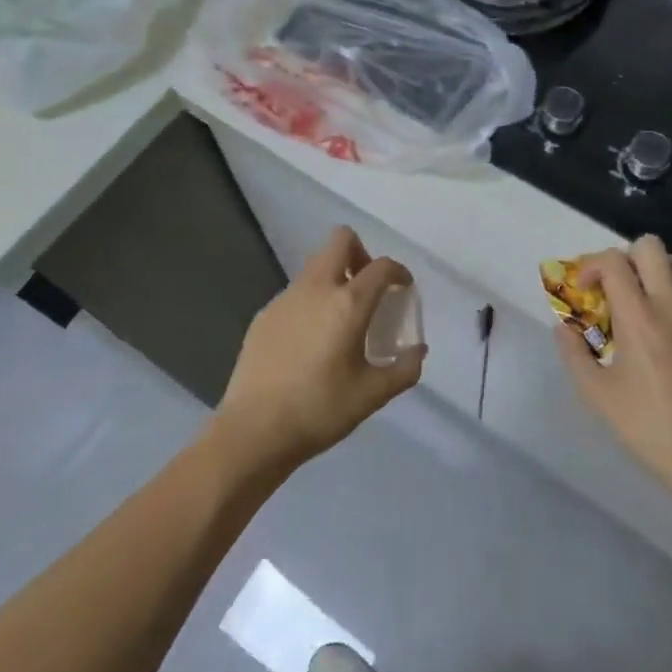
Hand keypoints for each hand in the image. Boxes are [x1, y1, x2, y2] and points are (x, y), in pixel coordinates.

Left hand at [214, 226, 422, 470]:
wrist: (254, 430)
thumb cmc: (320, 410)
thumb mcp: (372, 395)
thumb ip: (403, 369)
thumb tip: (418, 351)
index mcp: (348, 304)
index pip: (381, 267)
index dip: (398, 271)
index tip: (403, 288)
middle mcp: (316, 289)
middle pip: (341, 240)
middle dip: (361, 253)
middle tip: (368, 288)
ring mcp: (286, 298)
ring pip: (315, 265)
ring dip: (334, 277)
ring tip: (340, 317)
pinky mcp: (264, 314)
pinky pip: (296, 292)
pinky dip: (311, 301)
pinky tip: (310, 340)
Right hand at [555, 236, 671, 496]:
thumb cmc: (647, 426)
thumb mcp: (596, 394)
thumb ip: (573, 353)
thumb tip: (564, 327)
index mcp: (638, 319)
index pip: (614, 261)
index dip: (591, 265)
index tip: (584, 289)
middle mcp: (670, 306)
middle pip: (650, 246)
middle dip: (625, 258)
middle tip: (614, 288)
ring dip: (653, 271)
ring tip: (641, 300)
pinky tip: (670, 317)